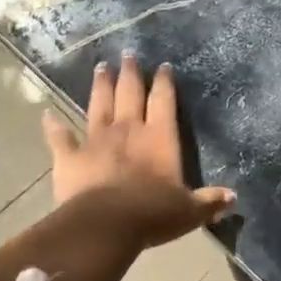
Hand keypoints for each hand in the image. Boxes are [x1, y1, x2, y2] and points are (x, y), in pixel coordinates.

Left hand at [41, 53, 234, 248]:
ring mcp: (96, 140)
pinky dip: (53, 126)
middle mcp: (129, 130)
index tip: (163, 66)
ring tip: (101, 68)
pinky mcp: (70, 157)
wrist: (105, 225)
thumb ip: (209, 201)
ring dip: (100, 86)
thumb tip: (233, 197)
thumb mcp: (189, 210)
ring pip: (99, 105)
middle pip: (130, 94)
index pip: (164, 101)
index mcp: (160, 137)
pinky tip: (47, 114)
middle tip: (128, 54)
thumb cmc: (153, 213)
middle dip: (130, 73)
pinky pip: (60, 138)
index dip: (165, 83)